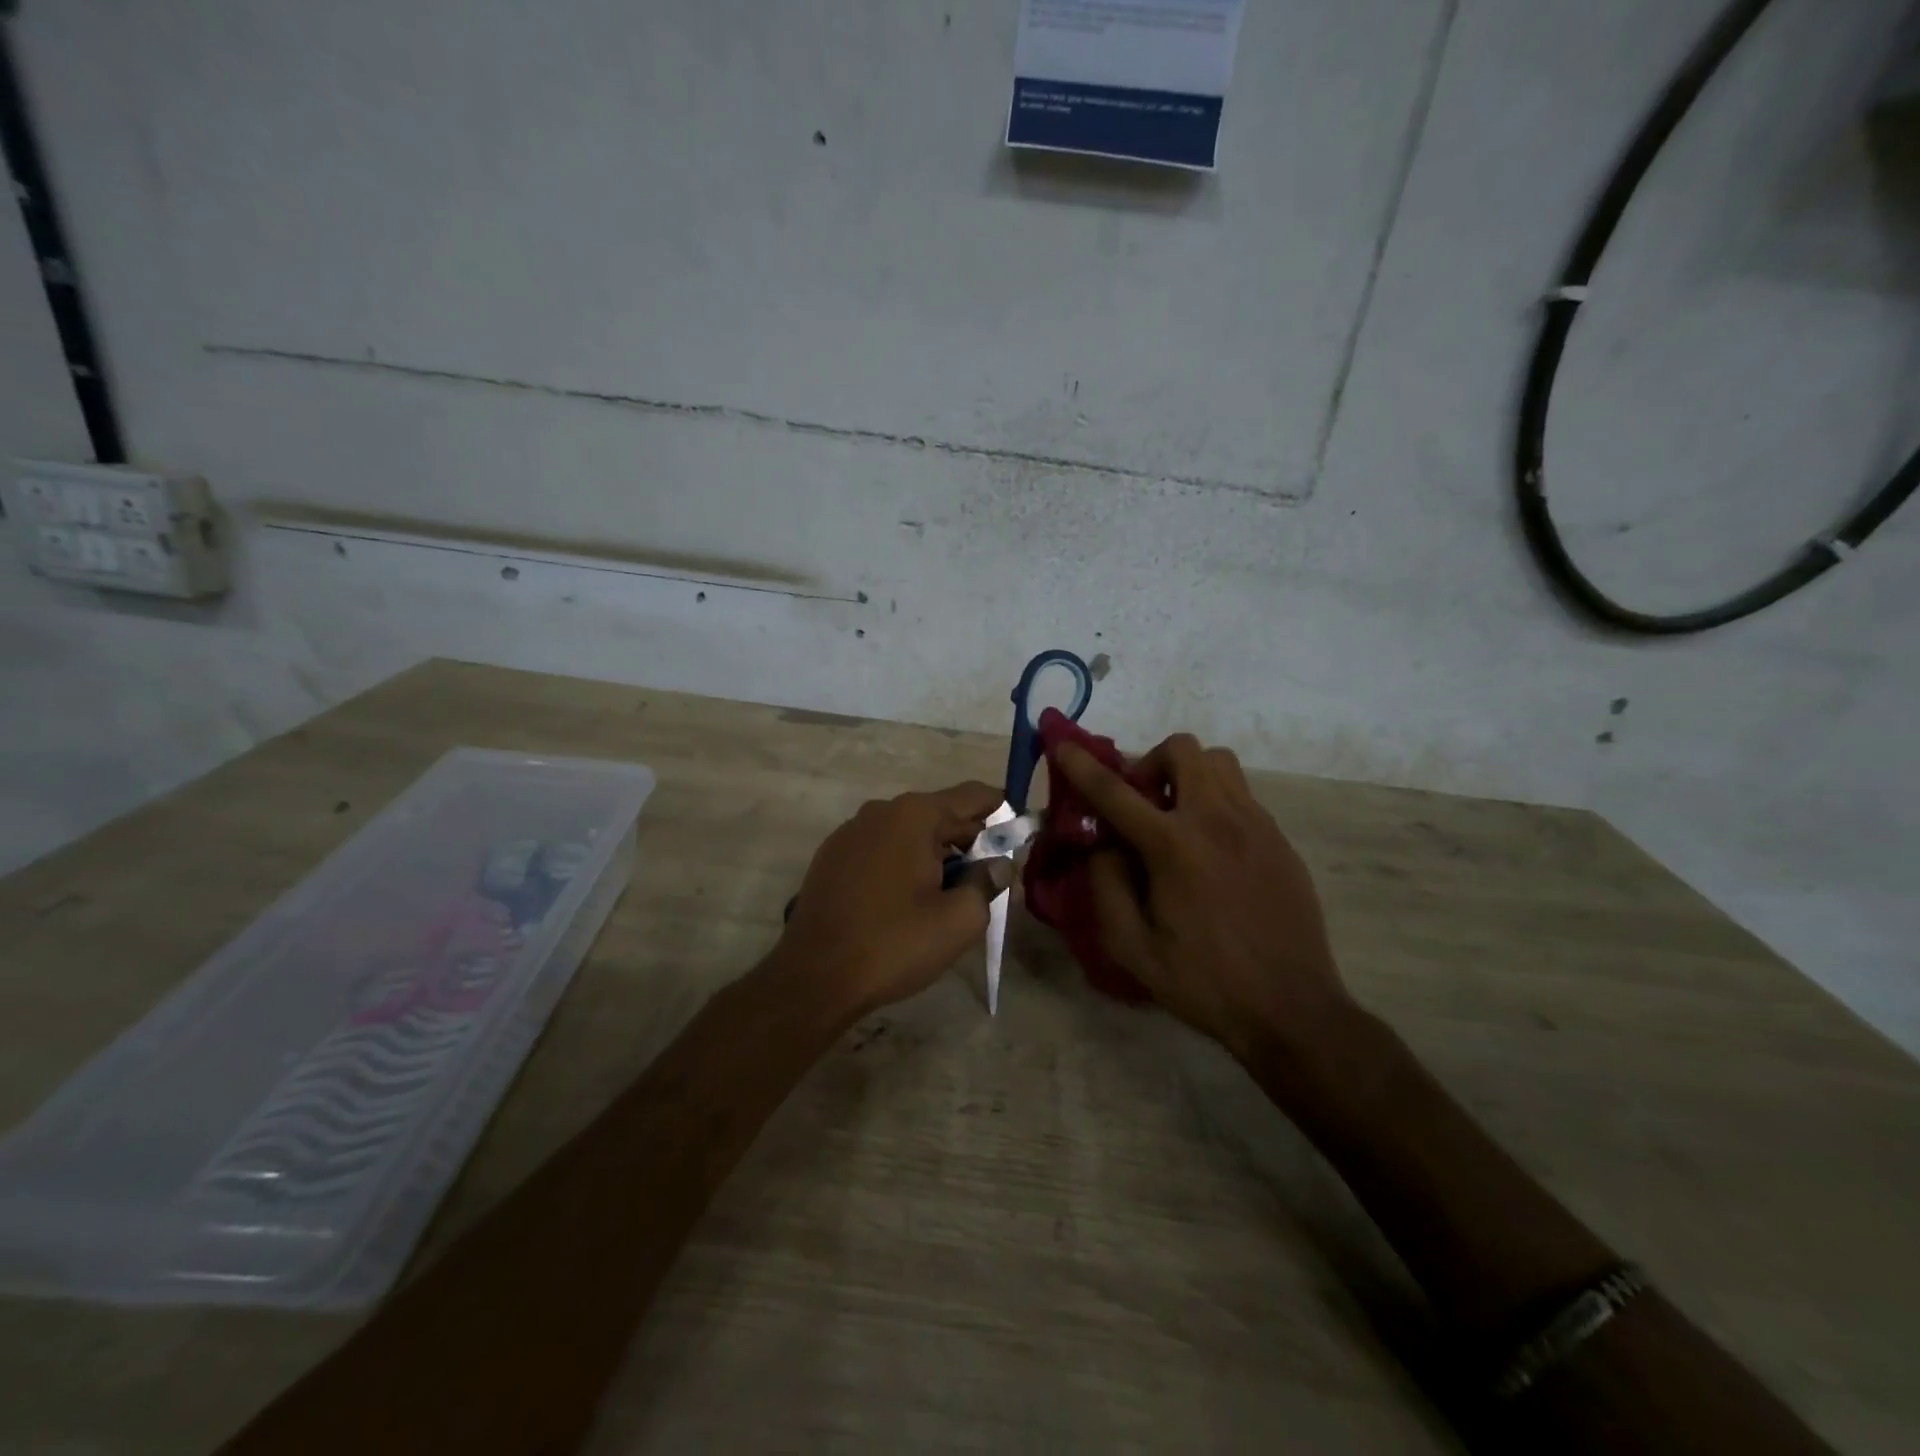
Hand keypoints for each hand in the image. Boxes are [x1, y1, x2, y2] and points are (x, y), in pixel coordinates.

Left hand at [779, 782, 1014, 1017]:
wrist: (814, 977)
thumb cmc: (894, 943)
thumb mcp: (959, 919)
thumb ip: (989, 883)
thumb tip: (1000, 864)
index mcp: (915, 815)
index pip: (973, 796)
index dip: (1002, 813)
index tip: (1019, 836)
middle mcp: (881, 810)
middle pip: (940, 813)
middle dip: (969, 840)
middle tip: (989, 878)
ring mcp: (851, 831)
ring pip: (909, 832)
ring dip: (935, 853)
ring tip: (948, 894)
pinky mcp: (831, 856)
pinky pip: (881, 847)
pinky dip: (902, 862)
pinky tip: (905, 900)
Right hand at [1053, 735, 1355, 1063]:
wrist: (1292, 1008)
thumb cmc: (1205, 982)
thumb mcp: (1132, 948)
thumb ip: (1106, 886)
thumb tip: (1103, 845)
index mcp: (1174, 847)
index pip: (1116, 791)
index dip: (1082, 765)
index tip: (1062, 743)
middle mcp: (1217, 821)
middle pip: (1181, 749)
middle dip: (1149, 763)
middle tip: (1140, 803)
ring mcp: (1256, 825)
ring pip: (1218, 762)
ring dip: (1186, 774)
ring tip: (1174, 816)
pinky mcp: (1279, 839)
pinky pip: (1241, 793)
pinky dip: (1214, 800)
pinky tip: (1209, 846)